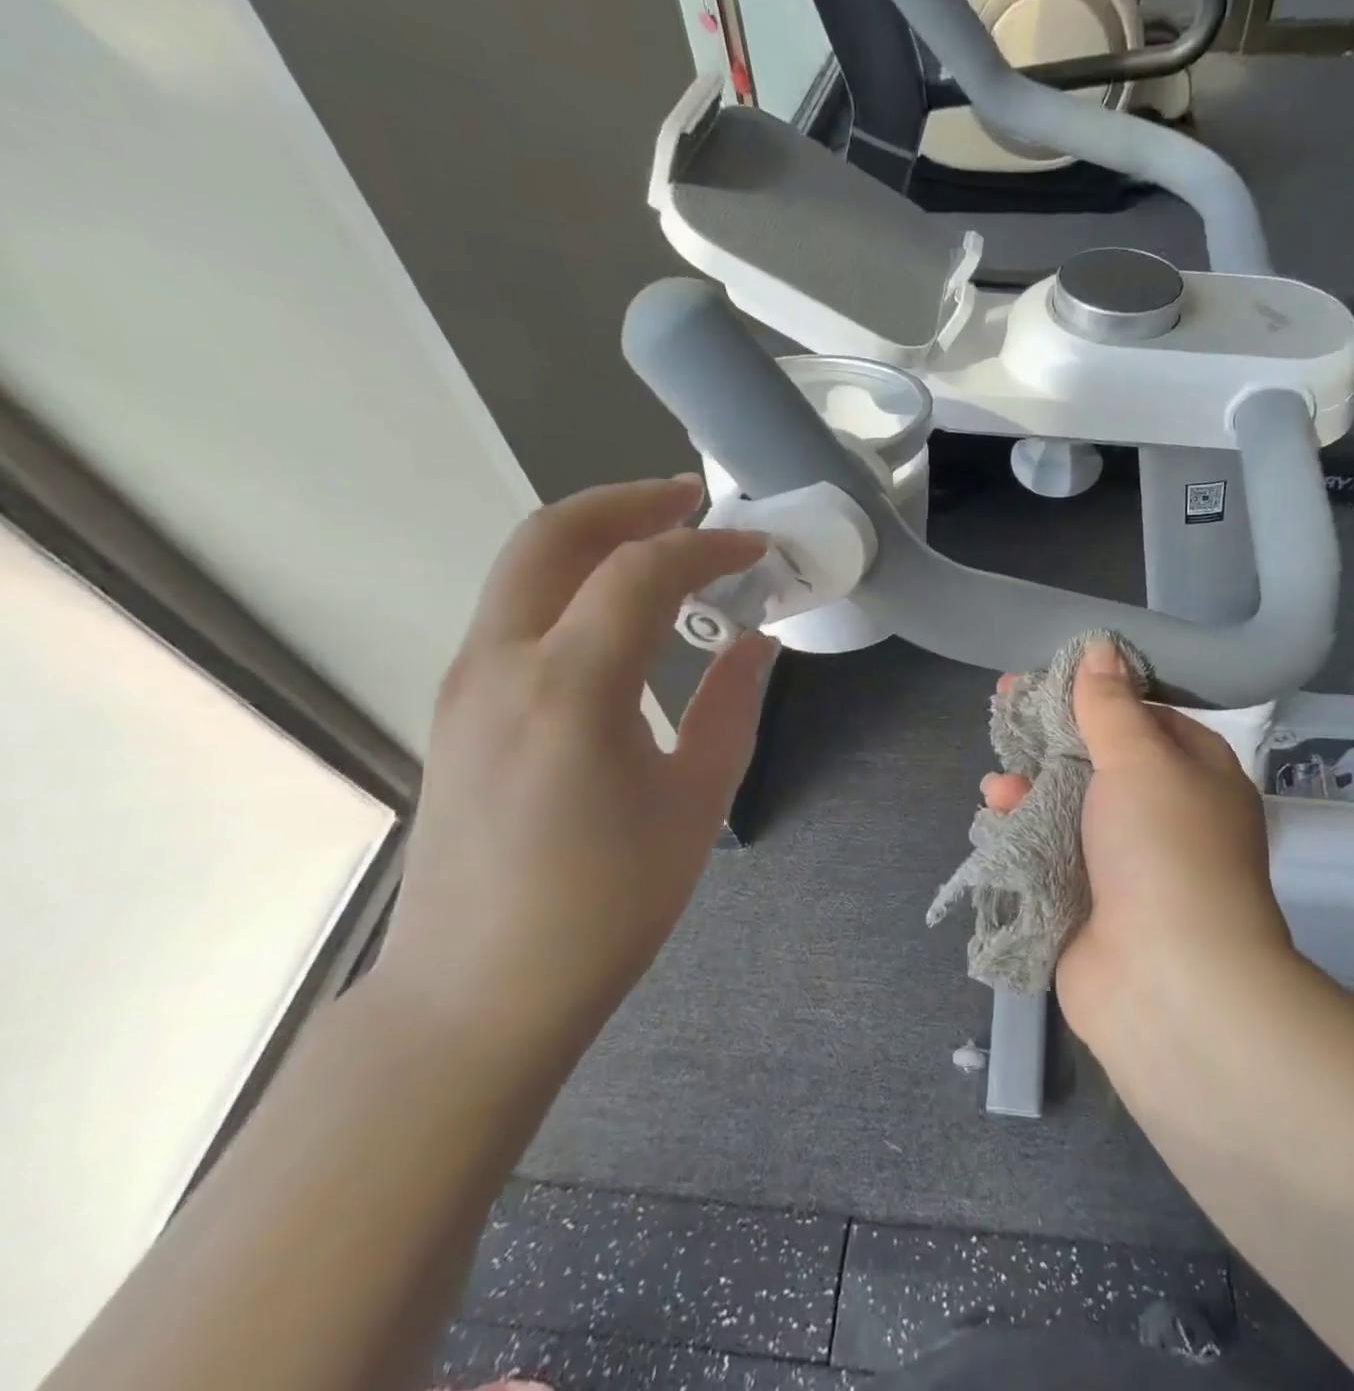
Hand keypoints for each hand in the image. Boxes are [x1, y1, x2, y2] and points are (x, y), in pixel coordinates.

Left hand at [372, 477, 774, 1049]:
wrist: (480, 990)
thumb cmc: (608, 903)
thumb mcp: (695, 801)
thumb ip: (731, 705)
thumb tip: (755, 642)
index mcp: (572, 688)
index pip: (642, 572)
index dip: (707, 547)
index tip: (757, 550)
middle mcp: (503, 664)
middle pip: (555, 535)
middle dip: (630, 502)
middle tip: (692, 500)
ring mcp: (467, 682)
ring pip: (524, 566)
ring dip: (596, 537)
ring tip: (664, 545)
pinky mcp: (458, 707)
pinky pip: (516, 611)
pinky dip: (571, 582)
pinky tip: (619, 614)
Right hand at [982, 641, 1293, 1047]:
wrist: (1168, 983)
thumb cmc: (1165, 849)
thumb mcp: (1141, 759)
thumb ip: (1111, 705)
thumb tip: (1101, 648)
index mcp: (1194, 772)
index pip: (1141, 714)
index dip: (1092, 690)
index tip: (1044, 674)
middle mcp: (1163, 813)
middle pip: (1097, 758)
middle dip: (1049, 738)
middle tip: (1002, 709)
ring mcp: (1125, 861)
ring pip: (1067, 805)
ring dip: (1029, 788)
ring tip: (997, 786)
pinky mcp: (1087, 900)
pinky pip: (1048, 850)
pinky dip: (1022, 832)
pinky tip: (994, 818)